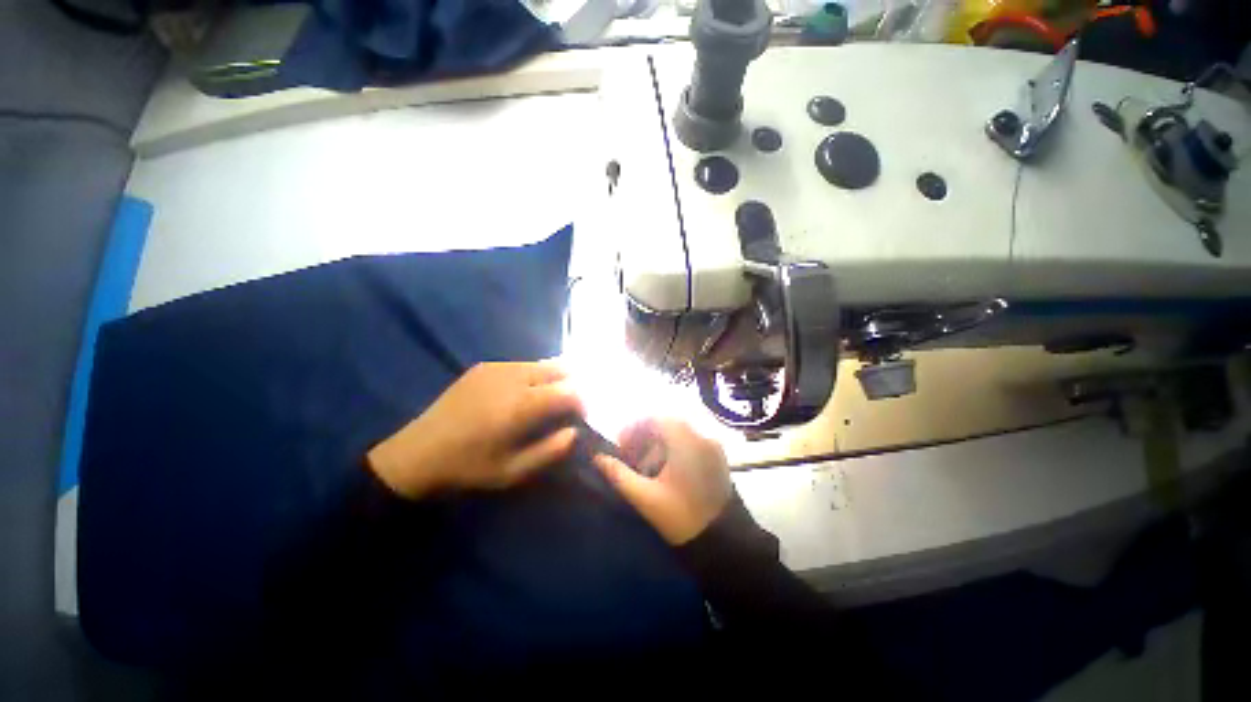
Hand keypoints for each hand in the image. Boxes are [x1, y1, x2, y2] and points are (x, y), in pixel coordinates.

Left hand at [367, 362, 583, 498]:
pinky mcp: (485, 366)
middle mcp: (514, 377)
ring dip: (555, 379)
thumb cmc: (468, 468)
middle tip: (568, 408)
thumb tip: (576, 431)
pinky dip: (535, 375)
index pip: (570, 391)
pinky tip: (524, 394)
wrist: (415, 454)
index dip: (583, 403)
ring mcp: (497, 367)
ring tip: (548, 402)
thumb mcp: (513, 472)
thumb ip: (551, 451)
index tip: (581, 419)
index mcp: (522, 404)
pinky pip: (523, 364)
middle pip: (561, 369)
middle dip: (573, 386)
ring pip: (543, 363)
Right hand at [593, 419, 732, 544]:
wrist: (725, 545)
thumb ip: (619, 475)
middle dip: (644, 438)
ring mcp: (713, 448)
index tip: (620, 446)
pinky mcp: (718, 460)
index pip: (655, 419)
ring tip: (644, 469)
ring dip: (658, 445)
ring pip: (678, 435)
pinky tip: (664, 474)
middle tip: (630, 458)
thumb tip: (598, 458)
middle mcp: (702, 437)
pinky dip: (673, 452)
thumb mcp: (645, 498)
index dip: (633, 428)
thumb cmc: (682, 518)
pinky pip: (690, 444)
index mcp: (685, 441)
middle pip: (666, 426)